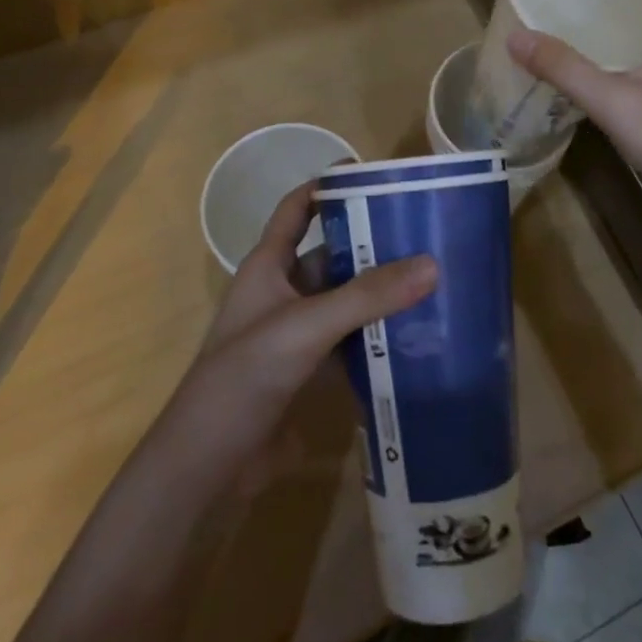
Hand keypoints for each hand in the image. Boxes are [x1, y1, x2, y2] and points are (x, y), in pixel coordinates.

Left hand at [182, 183, 436, 454]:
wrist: (208, 465)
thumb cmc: (245, 375)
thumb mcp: (306, 327)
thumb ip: (366, 297)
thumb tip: (431, 264)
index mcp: (268, 266)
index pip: (297, 208)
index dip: (327, 187)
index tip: (374, 176)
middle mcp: (283, 292)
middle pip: (333, 256)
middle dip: (372, 246)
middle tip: (425, 236)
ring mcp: (296, 334)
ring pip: (345, 302)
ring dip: (380, 295)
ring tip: (433, 281)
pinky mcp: (308, 371)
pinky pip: (350, 343)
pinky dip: (377, 338)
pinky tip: (416, 337)